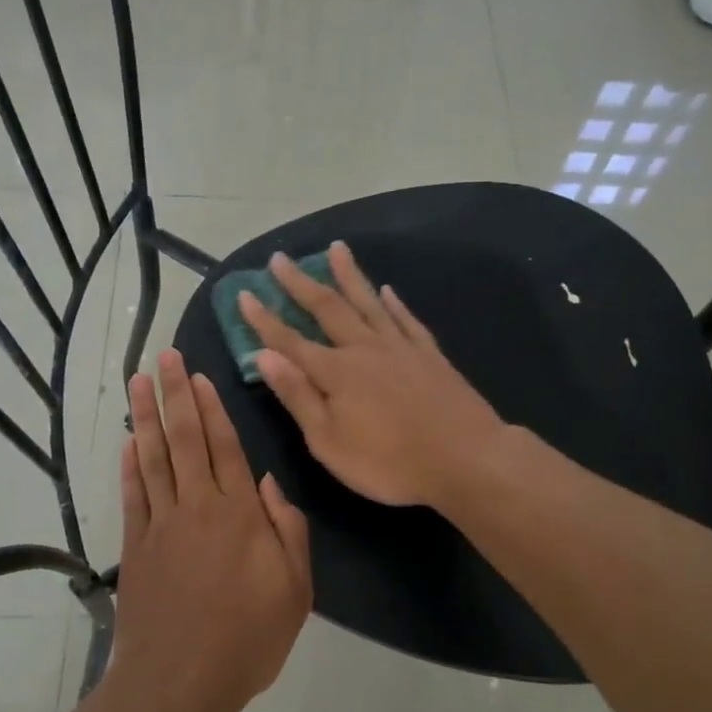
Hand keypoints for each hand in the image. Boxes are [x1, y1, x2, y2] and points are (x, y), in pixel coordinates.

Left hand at [112, 349, 313, 711]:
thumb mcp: (294, 591)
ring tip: (137, 381)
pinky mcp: (136, 548)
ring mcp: (161, 525)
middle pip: (184, 439)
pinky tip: (127, 443)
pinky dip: (129, 467)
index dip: (211, 408)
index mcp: (240, 515)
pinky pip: (133, 496)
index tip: (198, 375)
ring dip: (145, 417)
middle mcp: (198, 508)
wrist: (180, 683)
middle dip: (174, 394)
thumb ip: (289, 532)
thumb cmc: (248, 639)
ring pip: (153, 458)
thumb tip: (272, 484)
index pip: (224, 447)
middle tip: (162, 356)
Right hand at [237, 241, 505, 507]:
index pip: (289, 340)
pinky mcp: (430, 355)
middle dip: (300, 283)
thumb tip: (264, 356)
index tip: (245, 293)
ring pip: (368, 302)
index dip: (264, 318)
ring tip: (336, 248)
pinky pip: (406, 319)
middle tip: (280, 259)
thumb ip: (298, 397)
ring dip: (348, 275)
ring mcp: (400, 347)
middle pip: (327, 308)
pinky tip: (387, 290)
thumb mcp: (330, 442)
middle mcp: (364, 349)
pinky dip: (394, 303)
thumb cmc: (390, 463)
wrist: (466, 458)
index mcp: (336, 372)